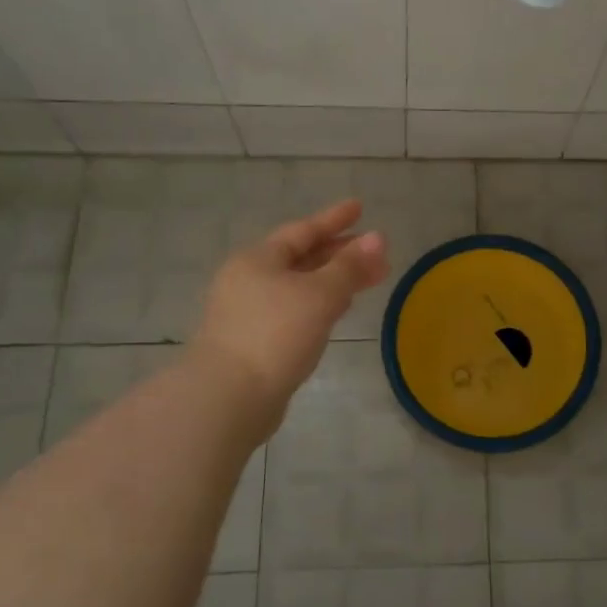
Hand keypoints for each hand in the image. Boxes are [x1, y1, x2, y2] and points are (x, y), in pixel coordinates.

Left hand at [190, 199, 389, 425]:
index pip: (303, 230)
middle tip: (376, 251)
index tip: (360, 207)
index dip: (334, 218)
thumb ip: (350, 267)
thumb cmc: (275, 334)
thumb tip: (378, 238)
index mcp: (258, 259)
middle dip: (340, 253)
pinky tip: (339, 311)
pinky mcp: (254, 342)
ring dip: (333, 280)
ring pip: (299, 286)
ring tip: (366, 279)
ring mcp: (249, 312)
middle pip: (301, 257)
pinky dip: (320, 304)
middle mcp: (249, 280)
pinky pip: (295, 310)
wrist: (228, 398)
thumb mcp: (319, 295)